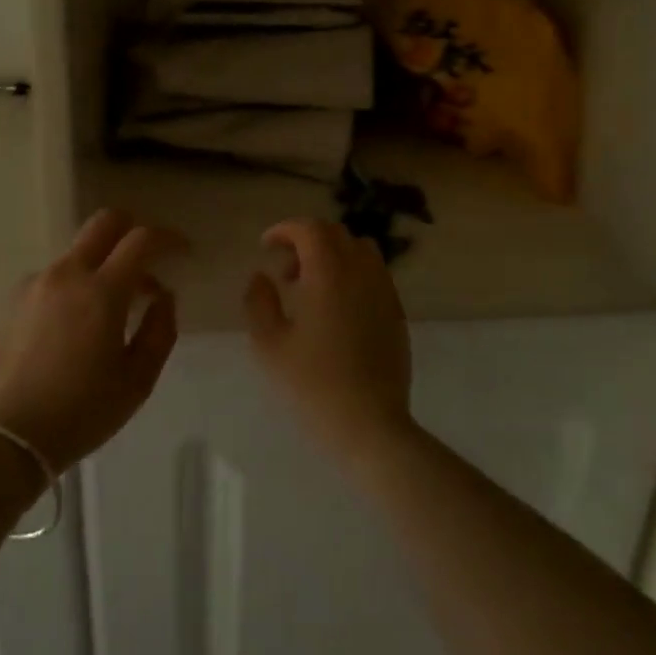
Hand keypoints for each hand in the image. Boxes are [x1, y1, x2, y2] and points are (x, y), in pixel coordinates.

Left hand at [0, 210, 184, 470]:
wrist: (3, 438)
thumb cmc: (80, 412)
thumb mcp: (137, 381)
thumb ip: (160, 330)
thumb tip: (163, 296)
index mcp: (102, 291)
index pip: (142, 240)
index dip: (169, 239)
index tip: (183, 252)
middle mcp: (67, 274)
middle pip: (104, 223)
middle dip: (131, 229)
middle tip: (146, 259)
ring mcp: (34, 284)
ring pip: (77, 254)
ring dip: (100, 267)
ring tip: (106, 311)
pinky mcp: (10, 300)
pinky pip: (51, 278)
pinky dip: (70, 288)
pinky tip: (68, 327)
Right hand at [243, 219, 414, 461]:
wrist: (371, 425)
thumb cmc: (313, 385)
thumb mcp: (269, 345)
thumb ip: (259, 302)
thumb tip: (261, 277)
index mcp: (329, 272)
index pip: (310, 228)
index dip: (285, 229)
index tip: (266, 246)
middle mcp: (361, 271)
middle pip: (335, 233)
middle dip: (306, 241)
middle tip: (285, 271)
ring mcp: (384, 291)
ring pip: (359, 249)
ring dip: (332, 255)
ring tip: (312, 288)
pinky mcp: (396, 311)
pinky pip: (374, 274)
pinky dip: (352, 274)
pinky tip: (337, 309)